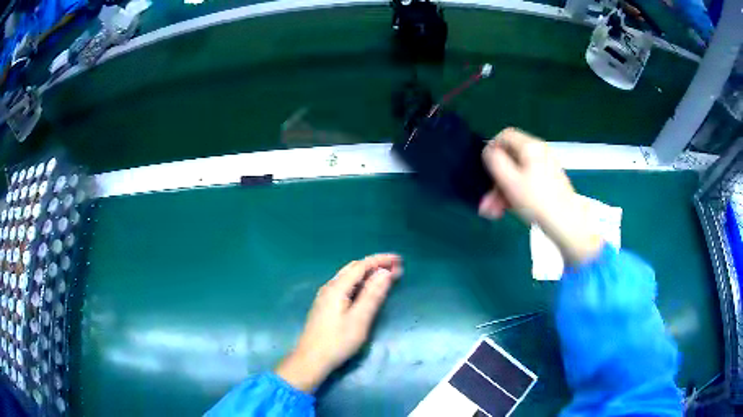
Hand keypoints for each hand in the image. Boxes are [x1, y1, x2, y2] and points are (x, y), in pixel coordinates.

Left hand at [275, 254, 402, 391]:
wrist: (311, 360)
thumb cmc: (337, 341)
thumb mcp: (359, 319)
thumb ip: (372, 295)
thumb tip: (385, 272)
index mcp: (337, 288)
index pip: (361, 266)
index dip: (380, 260)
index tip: (399, 259)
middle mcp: (329, 287)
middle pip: (354, 268)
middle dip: (375, 265)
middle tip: (395, 268)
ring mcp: (325, 296)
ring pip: (349, 277)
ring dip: (368, 273)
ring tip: (385, 277)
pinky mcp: (325, 306)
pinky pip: (345, 286)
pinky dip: (360, 283)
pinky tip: (366, 290)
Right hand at [479, 127, 602, 263]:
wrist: (567, 224)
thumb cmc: (538, 201)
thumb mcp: (510, 180)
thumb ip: (494, 161)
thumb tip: (489, 151)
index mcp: (531, 147)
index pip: (505, 136)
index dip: (491, 148)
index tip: (485, 168)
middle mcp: (540, 154)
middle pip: (511, 159)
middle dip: (496, 180)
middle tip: (487, 201)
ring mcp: (546, 169)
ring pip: (517, 174)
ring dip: (502, 191)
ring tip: (494, 212)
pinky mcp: (549, 183)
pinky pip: (527, 183)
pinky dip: (516, 194)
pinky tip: (508, 210)